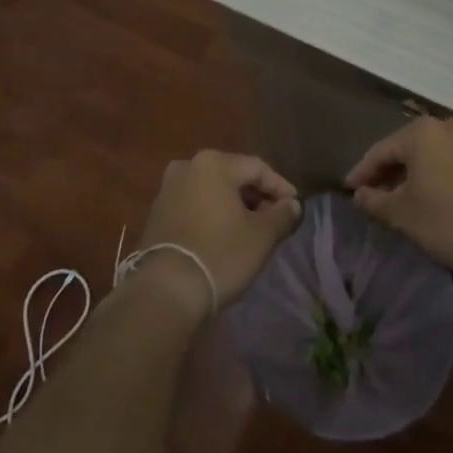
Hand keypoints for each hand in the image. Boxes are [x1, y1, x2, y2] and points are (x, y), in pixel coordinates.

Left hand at [131, 151, 301, 316]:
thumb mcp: (262, 236)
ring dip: (234, 206)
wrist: (166, 290)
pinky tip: (223, 236)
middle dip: (256, 196)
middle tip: (275, 219)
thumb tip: (291, 205)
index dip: (281, 187)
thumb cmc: (220, 255)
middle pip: (232, 175)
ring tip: (251, 229)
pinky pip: (194, 204)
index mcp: (213, 163)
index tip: (295, 208)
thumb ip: (282, 214)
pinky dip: (212, 214)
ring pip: (212, 190)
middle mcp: (187, 166)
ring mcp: (168, 188)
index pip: (258, 167)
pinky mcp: (157, 212)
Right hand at [345, 116, 452, 282]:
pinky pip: (452, 163)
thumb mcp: (403, 215)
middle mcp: (447, 126)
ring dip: (414, 175)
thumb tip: (359, 195)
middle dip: (389, 173)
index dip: (362, 173)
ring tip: (402, 199)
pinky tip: (433, 198)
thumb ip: (375, 201)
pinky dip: (437, 176)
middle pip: (407, 149)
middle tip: (374, 196)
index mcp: (421, 132)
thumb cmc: (449, 221)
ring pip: (431, 155)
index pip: (381, 151)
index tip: (350, 191)